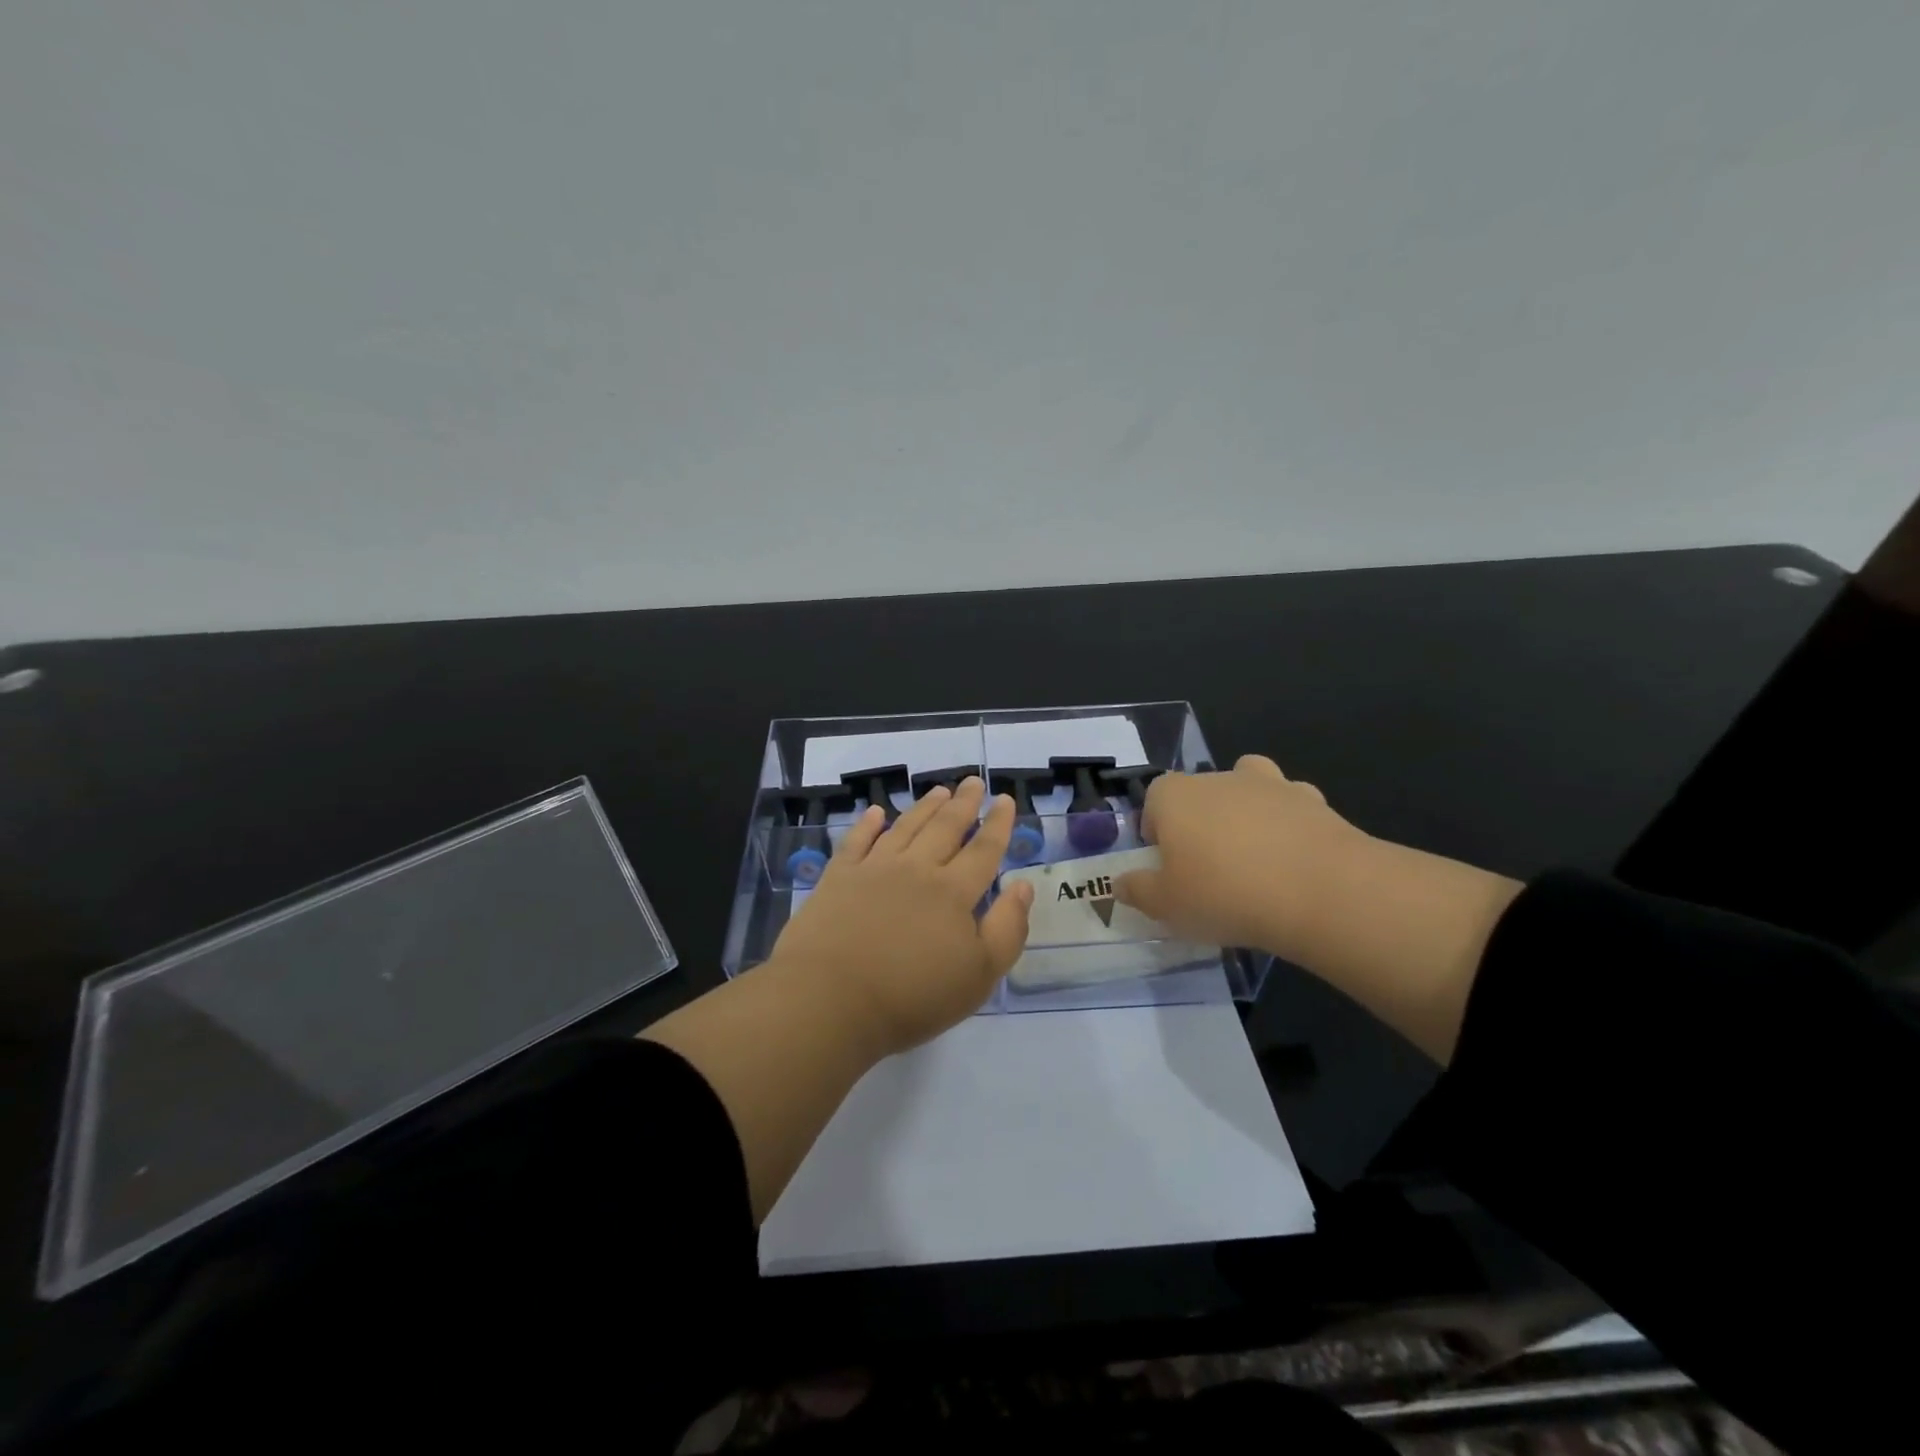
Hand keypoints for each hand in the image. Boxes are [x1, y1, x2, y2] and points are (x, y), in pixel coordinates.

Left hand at [768, 777, 1033, 1056]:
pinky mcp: (838, 878)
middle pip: (945, 828)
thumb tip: (1022, 885)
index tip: (1005, 799)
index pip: (983, 850)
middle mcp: (916, 869)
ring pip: (905, 827)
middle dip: (963, 804)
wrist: (830, 999)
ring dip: (924, 807)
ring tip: (939, 791)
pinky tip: (876, 813)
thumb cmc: (912, 996)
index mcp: (953, 892)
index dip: (998, 824)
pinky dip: (868, 824)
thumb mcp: (979, 975)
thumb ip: (1007, 928)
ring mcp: (874, 870)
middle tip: (973, 782)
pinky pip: (857, 841)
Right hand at [1116, 754, 1521, 1062]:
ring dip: (1244, 812)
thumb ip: (1138, 891)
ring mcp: (1268, 784)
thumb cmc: (1224, 894)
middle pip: (1198, 793)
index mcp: (1174, 796)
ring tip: (1252, 856)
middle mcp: (1217, 778)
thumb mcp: (1166, 905)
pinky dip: (1288, 823)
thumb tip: (1122, 883)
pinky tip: (1293, 858)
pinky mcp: (1312, 800)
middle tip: (1208, 870)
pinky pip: (1290, 805)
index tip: (1167, 866)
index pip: (1153, 800)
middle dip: (1198, 822)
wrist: (1319, 891)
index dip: (1156, 830)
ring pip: (1246, 788)